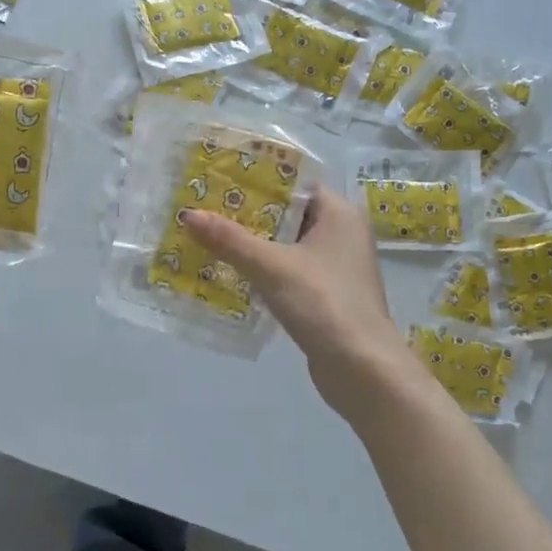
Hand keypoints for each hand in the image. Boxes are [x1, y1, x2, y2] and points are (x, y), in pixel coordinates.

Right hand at [186, 188, 412, 410]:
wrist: (362, 370)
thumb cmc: (323, 303)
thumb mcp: (271, 267)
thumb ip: (230, 239)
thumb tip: (188, 213)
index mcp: (339, 213)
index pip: (294, 183)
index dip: (256, 180)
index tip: (218, 180)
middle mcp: (342, 233)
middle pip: (287, 214)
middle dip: (247, 214)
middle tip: (204, 209)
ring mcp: (335, 267)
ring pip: (286, 245)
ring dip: (252, 244)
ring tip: (208, 238)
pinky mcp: (327, 295)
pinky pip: (289, 271)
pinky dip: (263, 270)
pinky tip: (230, 274)